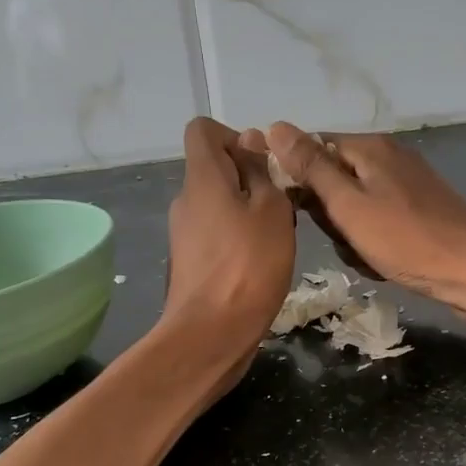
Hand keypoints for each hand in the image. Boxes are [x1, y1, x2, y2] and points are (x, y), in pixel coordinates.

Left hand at [159, 118, 295, 382]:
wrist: (211, 335)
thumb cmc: (248, 267)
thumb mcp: (271, 211)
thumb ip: (261, 171)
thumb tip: (250, 139)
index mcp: (201, 178)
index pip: (203, 130)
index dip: (235, 136)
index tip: (263, 164)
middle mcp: (185, 200)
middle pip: (214, 168)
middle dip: (250, 177)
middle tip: (281, 206)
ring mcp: (184, 233)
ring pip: (218, 204)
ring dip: (248, 211)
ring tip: (276, 238)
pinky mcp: (190, 262)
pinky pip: (216, 233)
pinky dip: (238, 238)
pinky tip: (260, 263)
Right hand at [264, 123, 465, 306]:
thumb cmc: (406, 239)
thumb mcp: (348, 205)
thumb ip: (311, 167)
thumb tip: (274, 126)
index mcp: (368, 147)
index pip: (311, 148)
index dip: (297, 179)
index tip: (297, 211)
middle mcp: (387, 157)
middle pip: (332, 179)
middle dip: (328, 215)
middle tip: (342, 238)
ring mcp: (404, 184)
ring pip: (352, 207)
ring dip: (349, 235)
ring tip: (364, 254)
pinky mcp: (417, 210)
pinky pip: (375, 222)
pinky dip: (371, 243)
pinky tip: (381, 261)